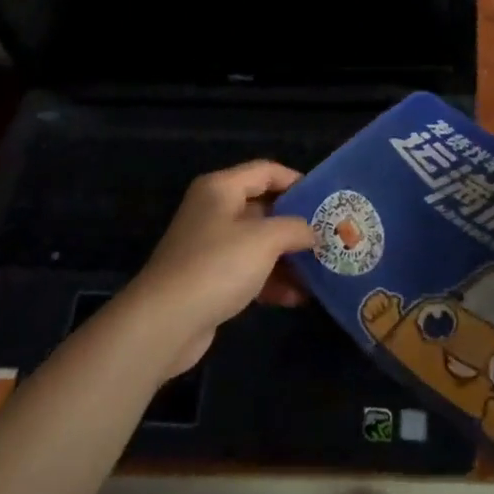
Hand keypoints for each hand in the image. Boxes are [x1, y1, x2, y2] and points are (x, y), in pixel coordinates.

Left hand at [125, 160, 316, 374]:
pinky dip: (271, 281)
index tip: (326, 199)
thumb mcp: (265, 239)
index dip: (297, 181)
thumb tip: (313, 232)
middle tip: (330, 236)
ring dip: (288, 257)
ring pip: (258, 243)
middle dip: (297, 224)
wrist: (164, 323)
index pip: (266, 171)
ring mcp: (209, 246)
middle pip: (264, 208)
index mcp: (221, 188)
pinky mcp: (209, 279)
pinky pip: (248, 271)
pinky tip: (297, 298)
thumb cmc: (218, 266)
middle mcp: (213, 210)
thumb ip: (296, 228)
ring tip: (320, 271)